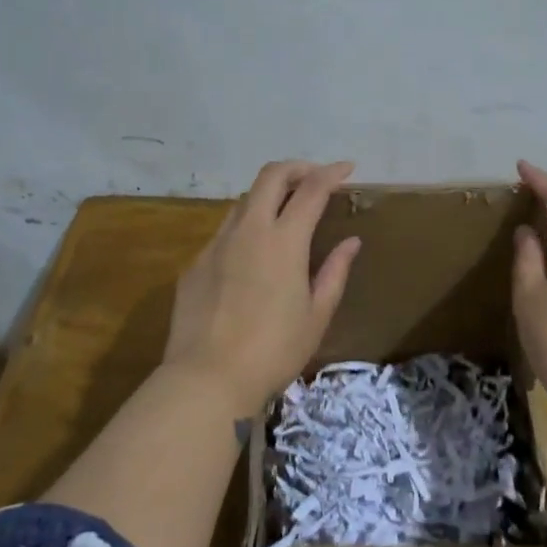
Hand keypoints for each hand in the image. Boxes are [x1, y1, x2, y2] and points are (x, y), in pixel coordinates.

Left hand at [162, 160, 363, 409]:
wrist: (207, 378)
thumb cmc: (274, 351)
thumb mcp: (316, 315)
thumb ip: (335, 272)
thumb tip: (351, 242)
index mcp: (284, 241)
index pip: (311, 189)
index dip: (331, 173)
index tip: (347, 169)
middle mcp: (248, 230)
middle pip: (270, 176)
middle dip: (297, 168)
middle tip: (315, 178)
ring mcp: (216, 244)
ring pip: (244, 200)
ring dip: (268, 195)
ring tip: (285, 213)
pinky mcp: (196, 263)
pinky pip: (224, 231)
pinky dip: (246, 227)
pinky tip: (252, 254)